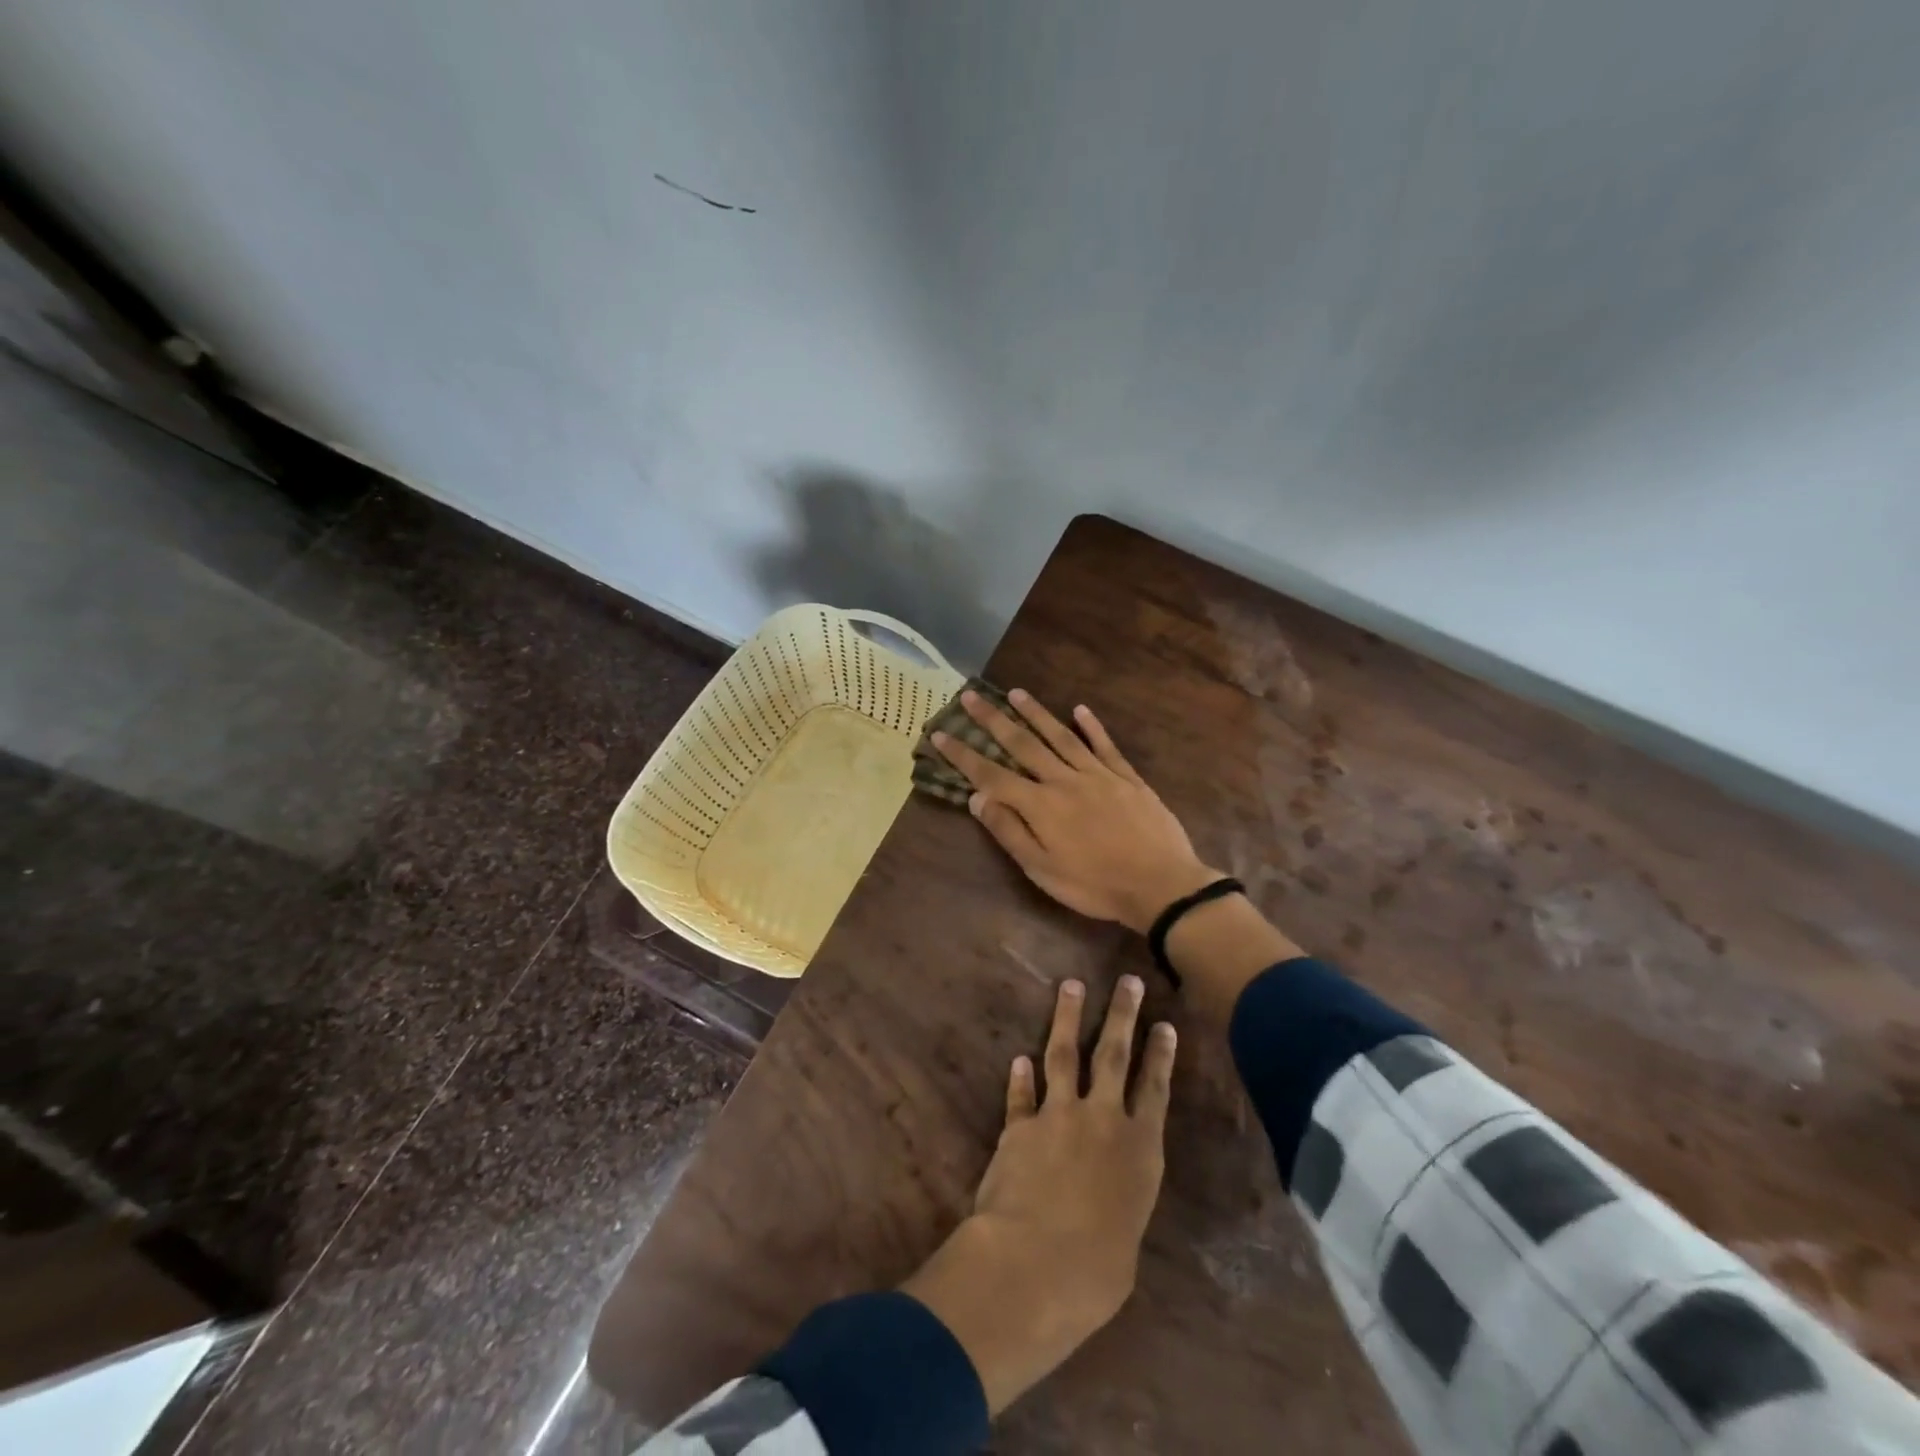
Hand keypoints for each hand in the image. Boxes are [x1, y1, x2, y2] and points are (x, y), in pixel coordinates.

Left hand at [901, 976, 1175, 1413]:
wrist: (1035, 1264)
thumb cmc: (1096, 1273)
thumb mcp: (1126, 1245)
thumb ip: (1120, 1208)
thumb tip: (1108, 1206)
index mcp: (1139, 1150)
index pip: (1155, 1088)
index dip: (1160, 1055)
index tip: (1164, 1024)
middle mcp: (1103, 1120)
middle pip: (1114, 1055)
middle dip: (1123, 1015)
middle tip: (1128, 981)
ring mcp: (1059, 1115)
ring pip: (1064, 1054)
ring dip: (1068, 1017)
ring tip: (1071, 985)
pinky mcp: (1020, 1125)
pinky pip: (1021, 1094)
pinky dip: (1020, 1077)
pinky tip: (1019, 1058)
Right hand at [933, 689, 1218, 932]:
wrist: (1160, 885)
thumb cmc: (1094, 885)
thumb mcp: (1041, 870)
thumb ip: (1009, 831)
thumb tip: (978, 797)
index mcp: (1040, 806)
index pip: (992, 774)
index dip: (963, 755)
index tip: (940, 733)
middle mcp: (1064, 780)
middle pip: (1023, 744)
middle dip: (994, 719)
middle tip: (972, 695)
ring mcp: (1098, 775)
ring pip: (1061, 736)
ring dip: (1036, 713)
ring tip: (1016, 692)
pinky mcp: (1127, 778)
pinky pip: (1105, 746)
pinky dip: (1092, 727)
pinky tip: (1080, 709)